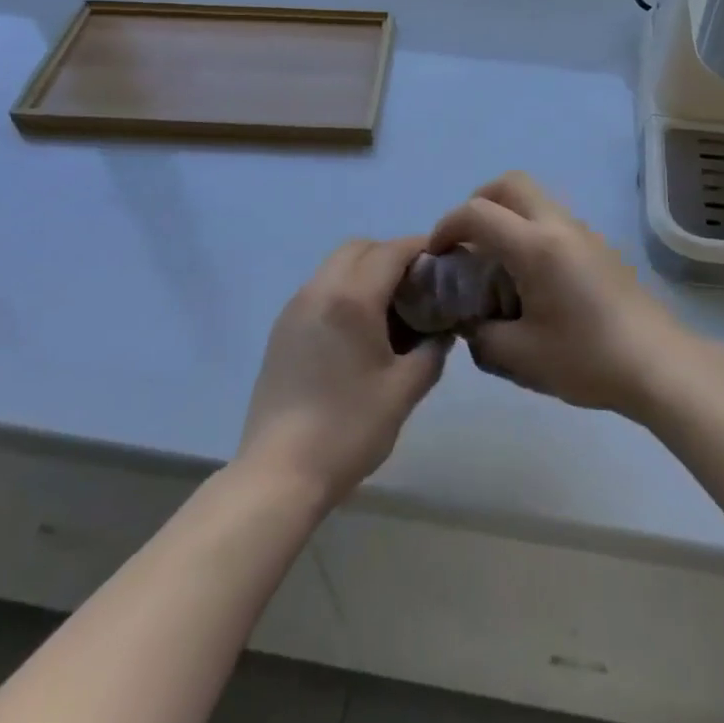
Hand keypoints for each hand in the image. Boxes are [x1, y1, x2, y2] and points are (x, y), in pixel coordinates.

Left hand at [238, 236, 448, 507]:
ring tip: (391, 309)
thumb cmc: (348, 429)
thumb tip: (443, 331)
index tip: (445, 263)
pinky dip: (344, 289)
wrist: (278, 474)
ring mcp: (295, 308)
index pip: (392, 251)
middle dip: (392, 255)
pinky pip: (319, 288)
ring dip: (366, 271)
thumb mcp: (404, 391)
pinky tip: (359, 330)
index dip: (421, 249)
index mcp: (352, 298)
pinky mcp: (282, 329)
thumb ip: (432, 351)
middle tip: (418, 286)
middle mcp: (320, 290)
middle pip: (360, 248)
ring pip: (336, 265)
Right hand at [427, 173, 692, 419]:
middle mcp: (559, 226)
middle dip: (478, 203)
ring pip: (534, 198)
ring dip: (506, 215)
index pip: (478, 213)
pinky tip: (530, 278)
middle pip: (510, 184)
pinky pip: (553, 219)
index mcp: (536, 246)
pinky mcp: (599, 246)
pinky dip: (528, 229)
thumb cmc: (587, 360)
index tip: (437, 255)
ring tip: (495, 263)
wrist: (658, 365)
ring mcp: (583, 232)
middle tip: (466, 242)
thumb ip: (481, 335)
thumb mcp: (521, 358)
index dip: (447, 226)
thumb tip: (470, 322)